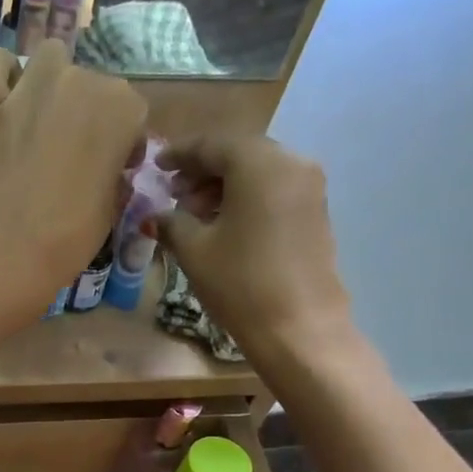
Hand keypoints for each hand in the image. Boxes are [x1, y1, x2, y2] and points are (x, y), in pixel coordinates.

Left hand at [0, 42, 145, 322]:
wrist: (5, 257)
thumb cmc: (69, 241)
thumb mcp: (112, 210)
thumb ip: (113, 174)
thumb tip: (106, 168)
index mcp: (121, 108)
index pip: (131, 112)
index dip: (123, 144)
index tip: (112, 171)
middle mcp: (80, 83)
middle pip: (91, 85)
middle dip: (88, 117)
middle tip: (74, 159)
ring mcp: (31, 88)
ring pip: (50, 60)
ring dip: (52, 82)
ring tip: (44, 120)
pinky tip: (3, 95)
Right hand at [151, 135, 356, 366]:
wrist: (298, 326)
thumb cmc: (240, 282)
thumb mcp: (194, 251)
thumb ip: (172, 223)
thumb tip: (157, 215)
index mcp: (258, 163)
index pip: (212, 145)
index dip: (180, 154)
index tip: (157, 166)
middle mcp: (291, 163)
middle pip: (239, 154)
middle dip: (204, 171)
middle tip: (175, 195)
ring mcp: (309, 187)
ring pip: (259, 172)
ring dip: (225, 187)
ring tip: (196, 216)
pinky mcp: (315, 212)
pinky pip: (274, 191)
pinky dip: (247, 199)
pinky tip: (225, 226)